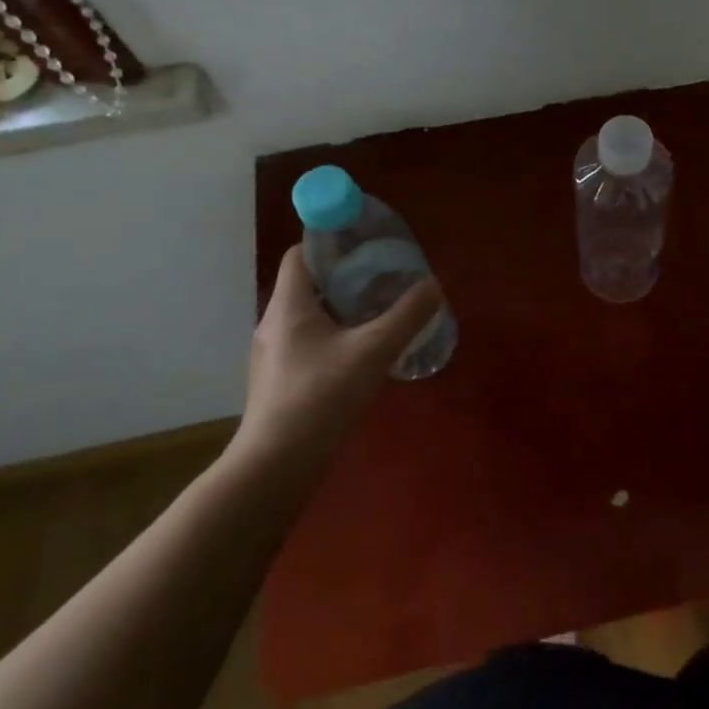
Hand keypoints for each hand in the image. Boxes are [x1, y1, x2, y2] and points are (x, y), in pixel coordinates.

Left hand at [233, 246, 444, 468]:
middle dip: (347, 276)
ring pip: (312, 316)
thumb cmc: (321, 396)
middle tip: (385, 277)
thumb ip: (407, 315)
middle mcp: (275, 323)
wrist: (277, 465)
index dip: (331, 242)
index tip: (366, 244)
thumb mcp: (373, 351)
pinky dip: (337, 336)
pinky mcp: (282, 380)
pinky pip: (312, 343)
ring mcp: (275, 355)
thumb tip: (433, 285)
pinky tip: (365, 354)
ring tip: (381, 312)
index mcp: (289, 305)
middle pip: (310, 284)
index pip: (301, 254)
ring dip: (344, 309)